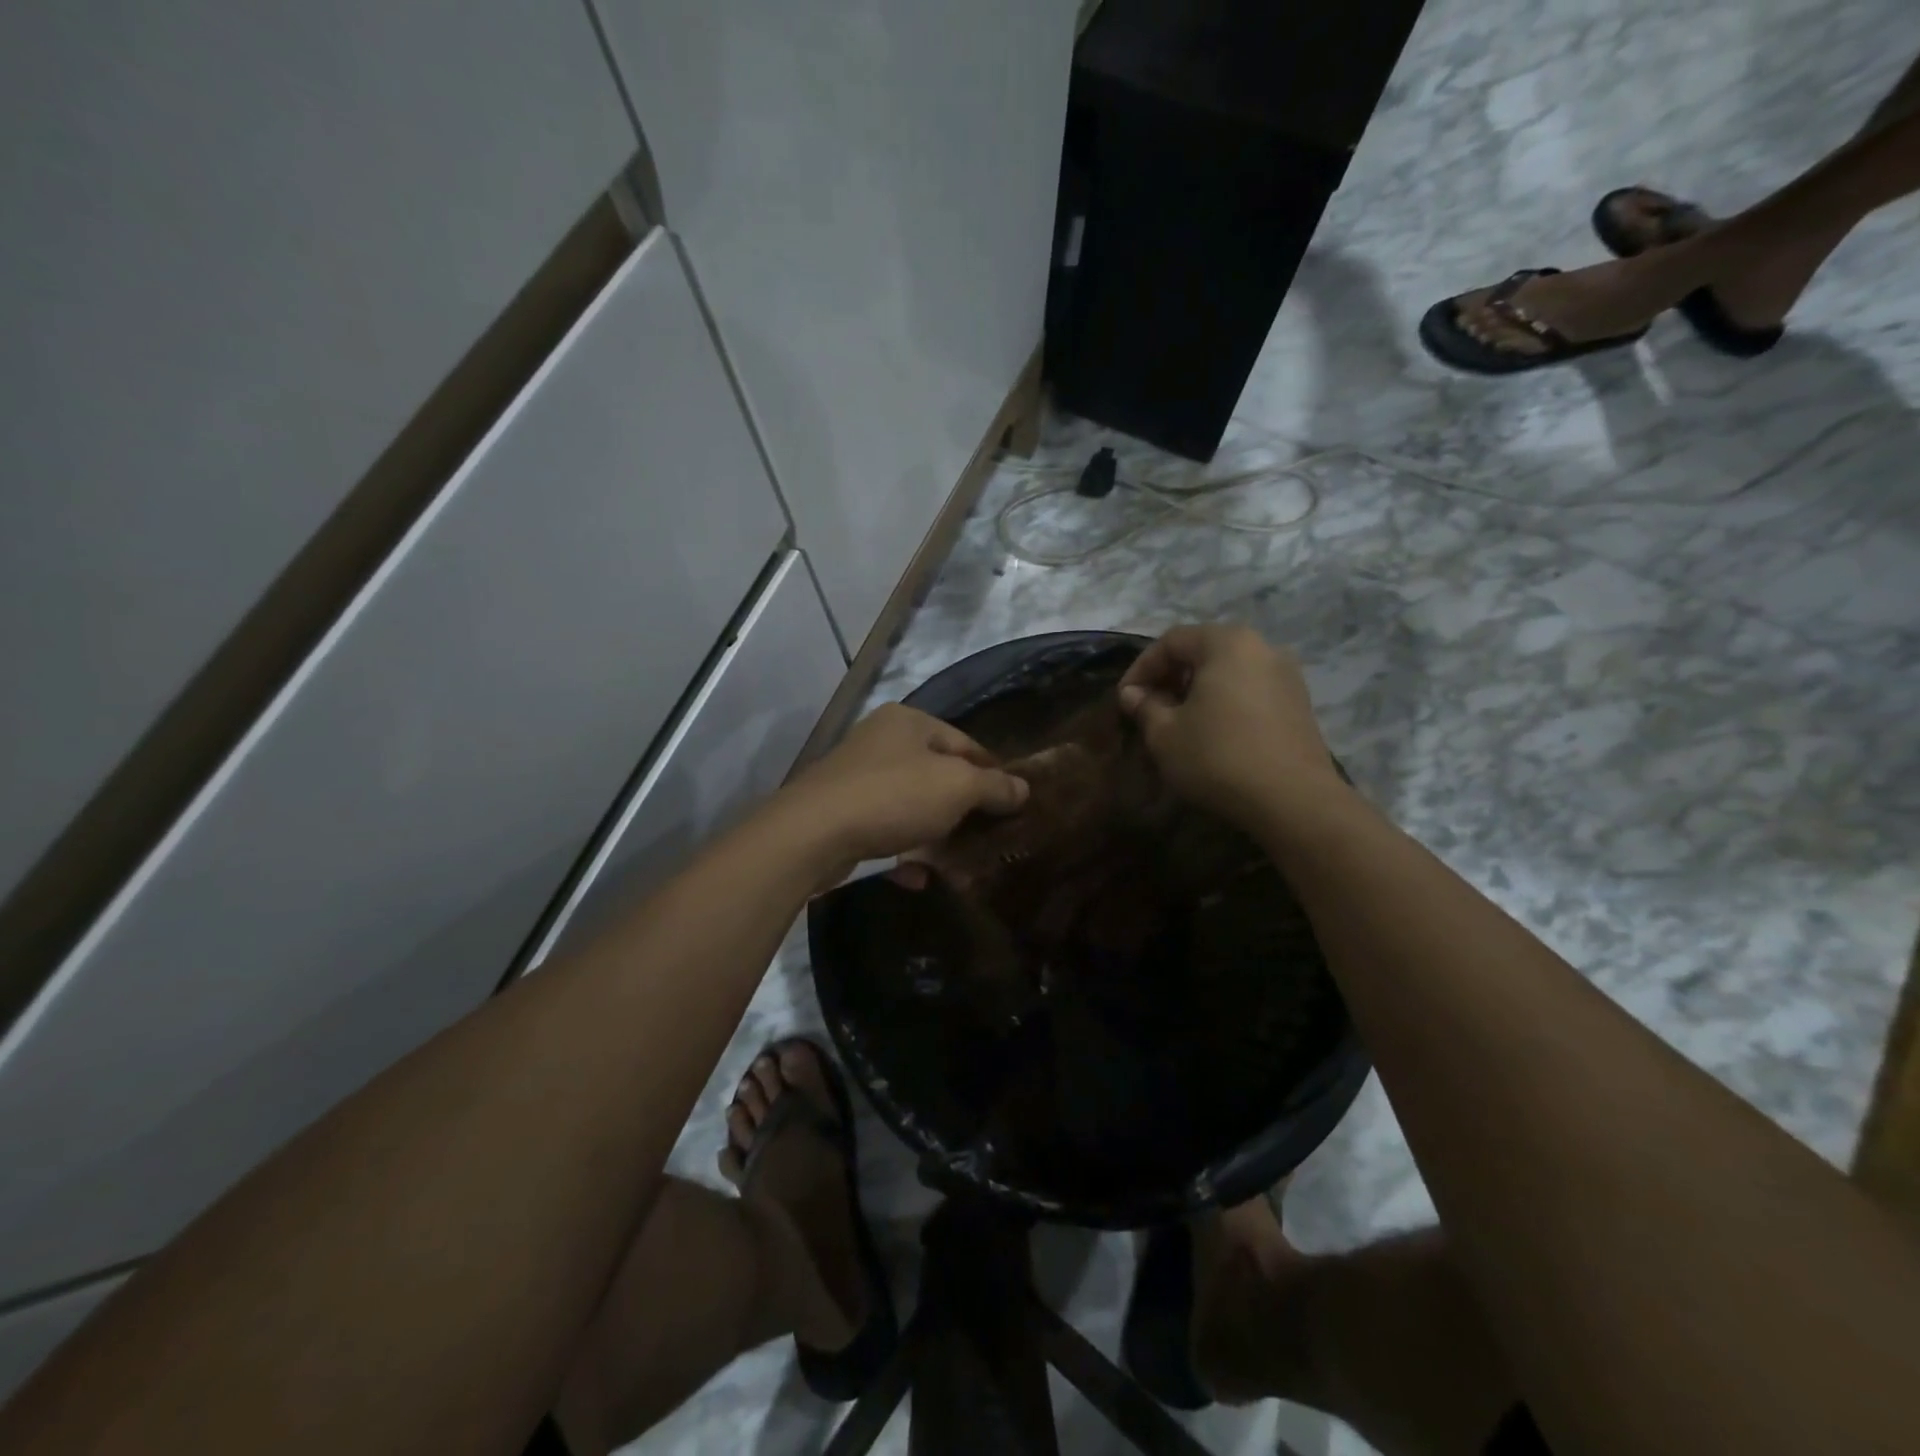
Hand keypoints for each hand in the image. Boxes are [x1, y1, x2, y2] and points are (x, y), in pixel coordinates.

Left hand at [776, 704, 1029, 878]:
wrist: (812, 834)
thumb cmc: (894, 797)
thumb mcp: (956, 788)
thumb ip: (993, 787)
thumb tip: (1023, 789)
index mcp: (908, 721)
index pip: (965, 742)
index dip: (992, 773)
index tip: (1013, 804)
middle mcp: (880, 741)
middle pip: (937, 774)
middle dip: (962, 808)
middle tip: (988, 835)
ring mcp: (857, 777)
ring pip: (910, 805)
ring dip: (934, 833)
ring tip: (958, 861)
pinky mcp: (840, 813)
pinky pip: (885, 830)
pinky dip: (904, 851)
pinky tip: (917, 876)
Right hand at [1117, 624, 1346, 827]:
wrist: (1292, 800)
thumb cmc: (1218, 757)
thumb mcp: (1165, 734)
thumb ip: (1145, 706)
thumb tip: (1132, 694)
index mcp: (1227, 643)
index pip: (1172, 641)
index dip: (1141, 668)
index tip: (1125, 698)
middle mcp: (1262, 648)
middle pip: (1204, 651)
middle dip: (1170, 677)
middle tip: (1149, 708)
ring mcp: (1287, 675)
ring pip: (1229, 672)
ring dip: (1198, 691)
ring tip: (1178, 722)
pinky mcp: (1300, 704)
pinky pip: (1250, 690)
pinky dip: (1225, 702)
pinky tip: (1213, 733)